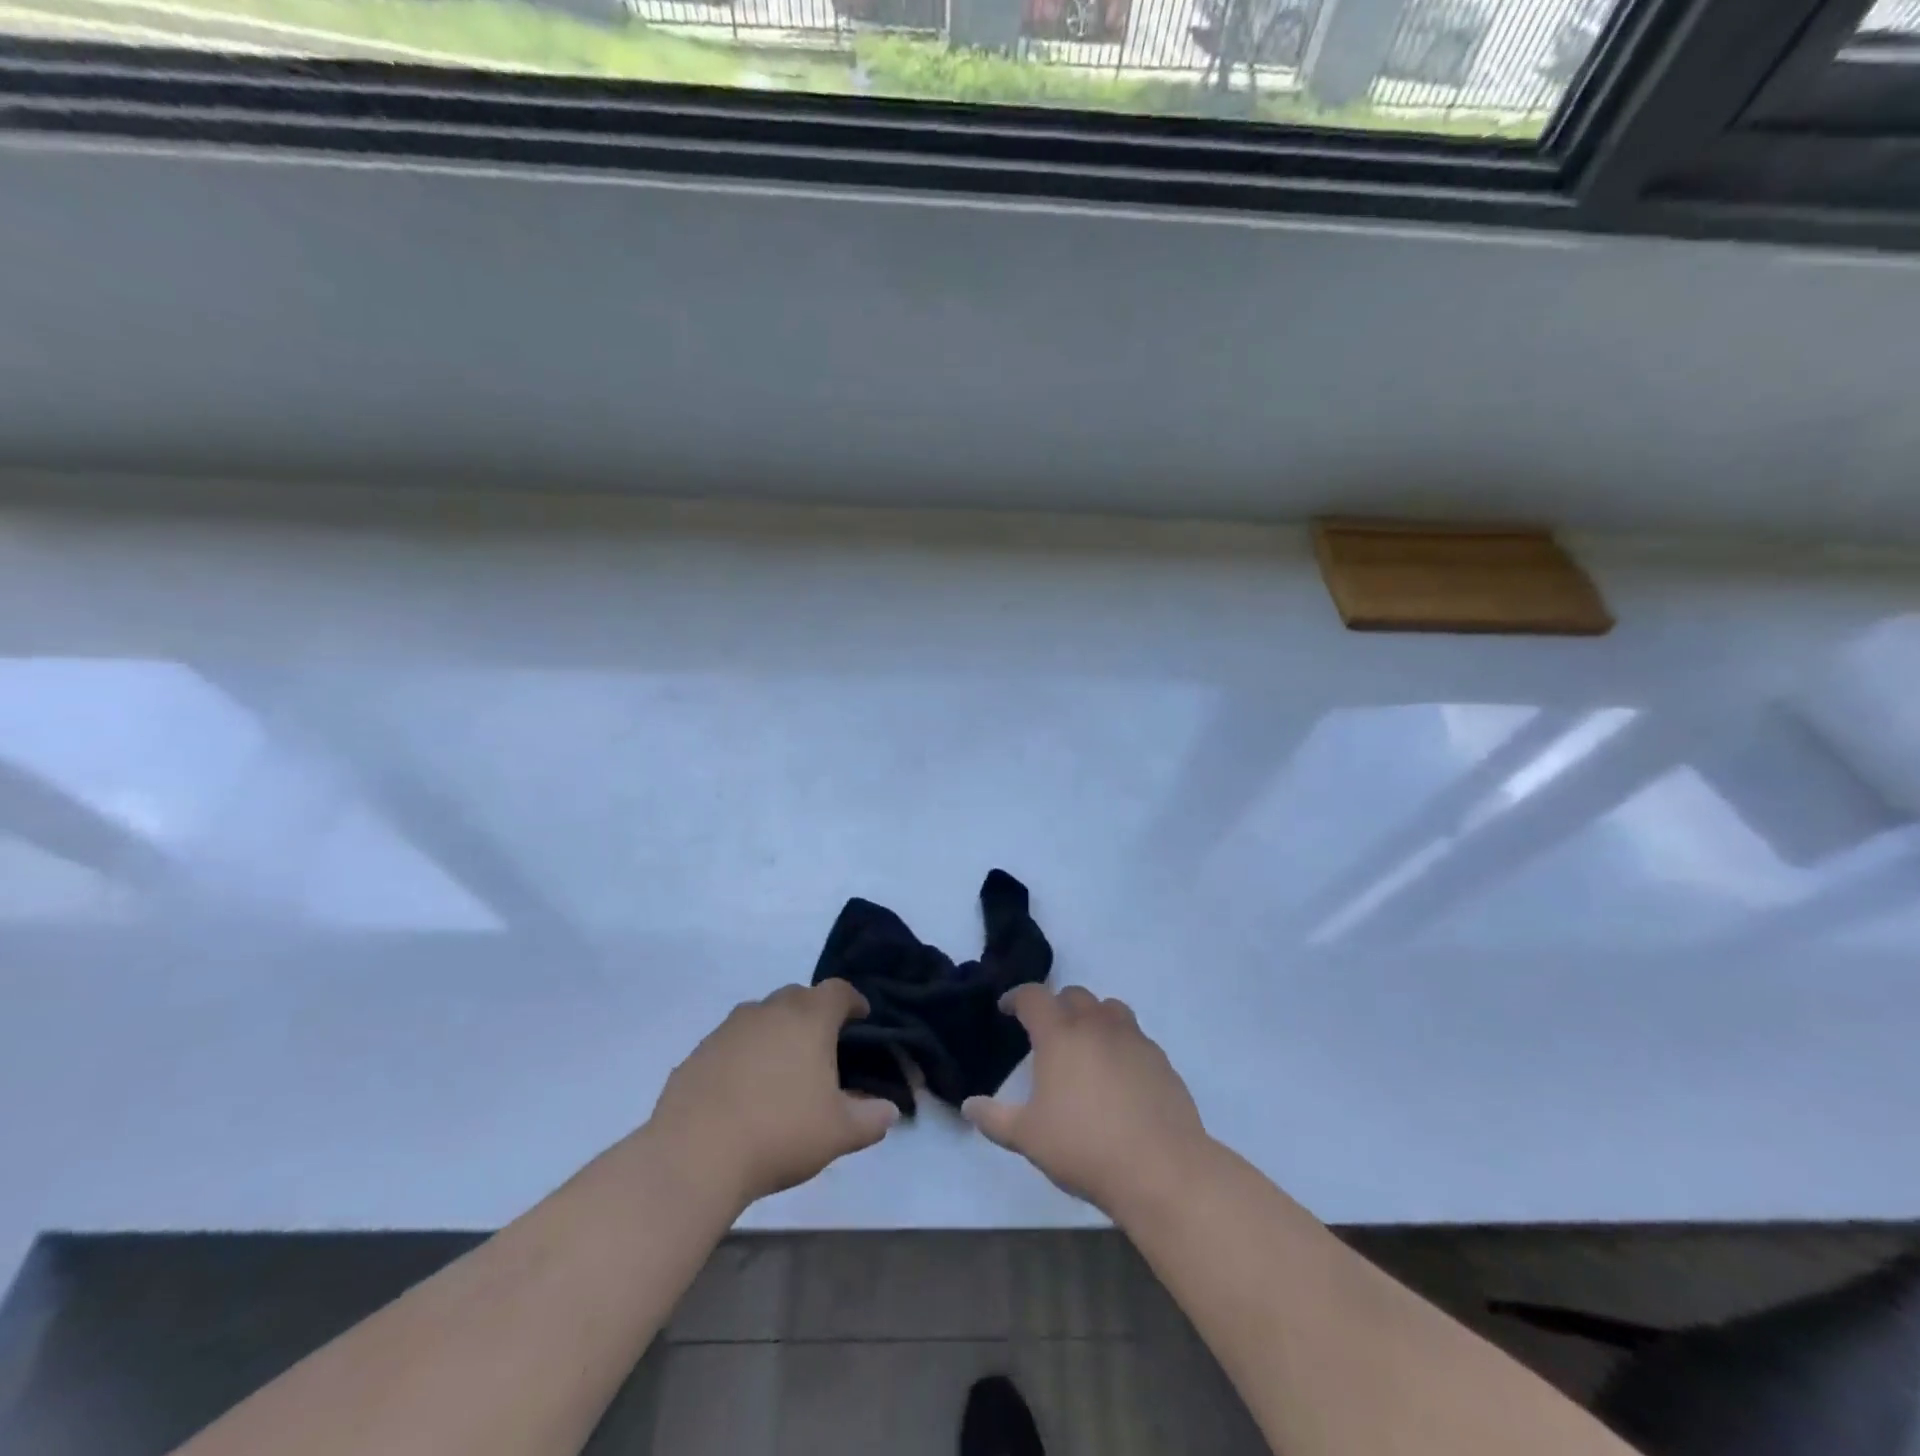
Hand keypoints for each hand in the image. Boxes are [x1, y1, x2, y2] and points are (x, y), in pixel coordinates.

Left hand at [649, 981, 898, 1208]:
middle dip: (814, 1012)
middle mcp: (769, 1011)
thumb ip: (871, 1119)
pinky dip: (744, 1054)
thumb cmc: (780, 1132)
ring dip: (776, 1030)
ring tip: (782, 1067)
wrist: (695, 1155)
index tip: (861, 1017)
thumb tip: (889, 1111)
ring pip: (761, 1016)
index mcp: (809, 1018)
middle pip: (798, 996)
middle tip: (822, 1044)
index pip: (838, 991)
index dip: (853, 1001)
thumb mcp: (839, 1133)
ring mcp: (729, 1028)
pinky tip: (744, 1089)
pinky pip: (731, 1042)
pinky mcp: (698, 1052)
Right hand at [962, 984, 1208, 1215]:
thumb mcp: (1028, 1137)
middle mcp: (1096, 1025)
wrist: (1161, 1169)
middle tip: (1046, 1031)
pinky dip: (1120, 1041)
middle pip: (1073, 995)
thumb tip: (968, 1106)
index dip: (1016, 998)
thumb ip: (994, 1118)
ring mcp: (1133, 1039)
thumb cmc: (1084, 1148)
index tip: (1006, 1010)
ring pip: (1109, 1008)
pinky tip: (1118, 1074)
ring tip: (1085, 1043)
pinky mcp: (1160, 1059)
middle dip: (1055, 1005)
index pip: (1033, 997)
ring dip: (1092, 1016)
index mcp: (1060, 1035)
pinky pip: (1135, 1036)